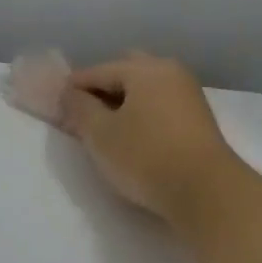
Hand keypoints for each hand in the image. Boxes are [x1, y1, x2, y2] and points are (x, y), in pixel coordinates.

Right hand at [58, 53, 247, 224]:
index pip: (98, 71)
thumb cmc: (146, 157)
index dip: (72, 88)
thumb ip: (79, 108)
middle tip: (82, 114)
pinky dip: (141, 113)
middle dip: (101, 89)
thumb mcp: (100, 134)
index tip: (54, 105)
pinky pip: (159, 105)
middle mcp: (170, 72)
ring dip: (123, 102)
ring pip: (145, 89)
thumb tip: (69, 93)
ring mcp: (188, 95)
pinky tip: (131, 135)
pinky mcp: (198, 120)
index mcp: (145, 69)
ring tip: (104, 129)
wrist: (207, 193)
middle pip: (125, 72)